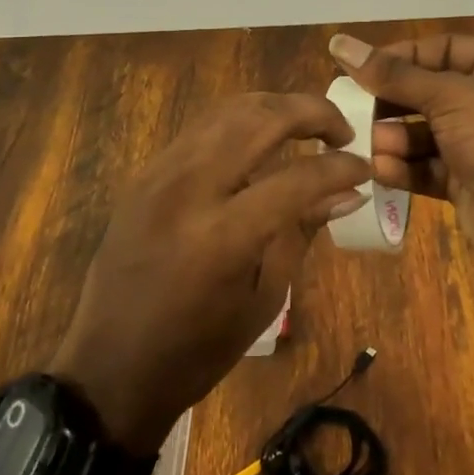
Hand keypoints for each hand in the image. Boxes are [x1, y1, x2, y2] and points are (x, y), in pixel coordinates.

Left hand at [52, 93, 370, 452]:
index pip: (297, 177)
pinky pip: (200, 130)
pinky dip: (239, 123)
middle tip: (340, 130)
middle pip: (260, 118)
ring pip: (227, 110)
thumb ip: (301, 232)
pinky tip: (259, 140)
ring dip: (274, 108)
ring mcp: (160, 173)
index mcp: (224, 235)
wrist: (110, 366)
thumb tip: (346, 192)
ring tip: (305, 125)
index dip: (340, 167)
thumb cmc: (197, 350)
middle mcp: (189, 188)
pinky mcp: (145, 173)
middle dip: (311, 112)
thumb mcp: (263, 298)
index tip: (363, 166)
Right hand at [328, 33, 473, 280]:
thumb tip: (339, 42)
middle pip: (430, 90)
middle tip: (352, 107)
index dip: (401, 56)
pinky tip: (381, 170)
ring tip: (368, 144)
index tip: (359, 67)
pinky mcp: (471, 181)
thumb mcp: (449, 95)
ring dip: (395, 137)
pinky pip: (429, 166)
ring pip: (426, 131)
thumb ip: (392, 74)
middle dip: (392, 102)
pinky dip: (405, 167)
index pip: (444, 48)